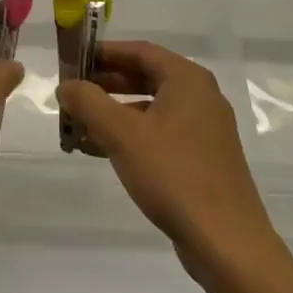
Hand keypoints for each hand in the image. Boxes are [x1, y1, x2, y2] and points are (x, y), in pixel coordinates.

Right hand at [56, 42, 279, 273]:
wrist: (226, 242)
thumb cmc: (173, 174)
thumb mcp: (122, 134)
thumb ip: (89, 102)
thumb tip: (66, 85)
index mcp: (187, 80)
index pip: (139, 51)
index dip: (104, 52)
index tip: (73, 60)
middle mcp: (200, 97)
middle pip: (145, 77)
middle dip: (105, 84)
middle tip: (72, 92)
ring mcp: (204, 129)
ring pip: (150, 108)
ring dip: (114, 113)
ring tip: (78, 124)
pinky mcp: (203, 159)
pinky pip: (160, 133)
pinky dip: (131, 135)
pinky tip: (100, 150)